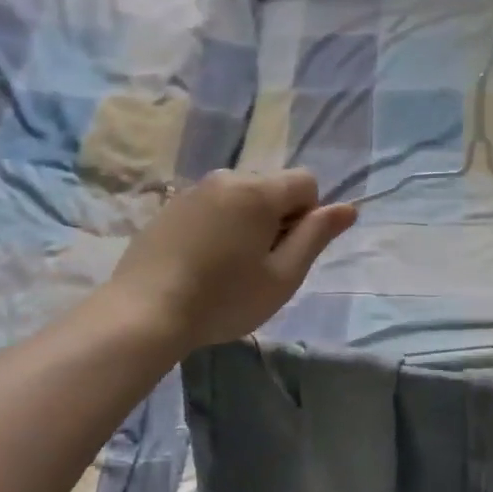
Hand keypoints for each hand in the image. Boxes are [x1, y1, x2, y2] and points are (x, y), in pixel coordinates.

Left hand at [100, 170, 356, 353]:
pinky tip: (201, 263)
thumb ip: (317, 236)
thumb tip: (349, 208)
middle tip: (258, 265)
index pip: (306, 181)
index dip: (308, 216)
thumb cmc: (223, 298)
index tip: (287, 252)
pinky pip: (211, 206)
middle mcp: (226, 178)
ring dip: (246, 222)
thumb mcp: (283, 276)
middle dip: (277, 218)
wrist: (143, 313)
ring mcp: (193, 190)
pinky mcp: (169, 207)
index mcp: (258, 191)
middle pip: (272, 187)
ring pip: (240, 197)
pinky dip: (218, 226)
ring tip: (227, 267)